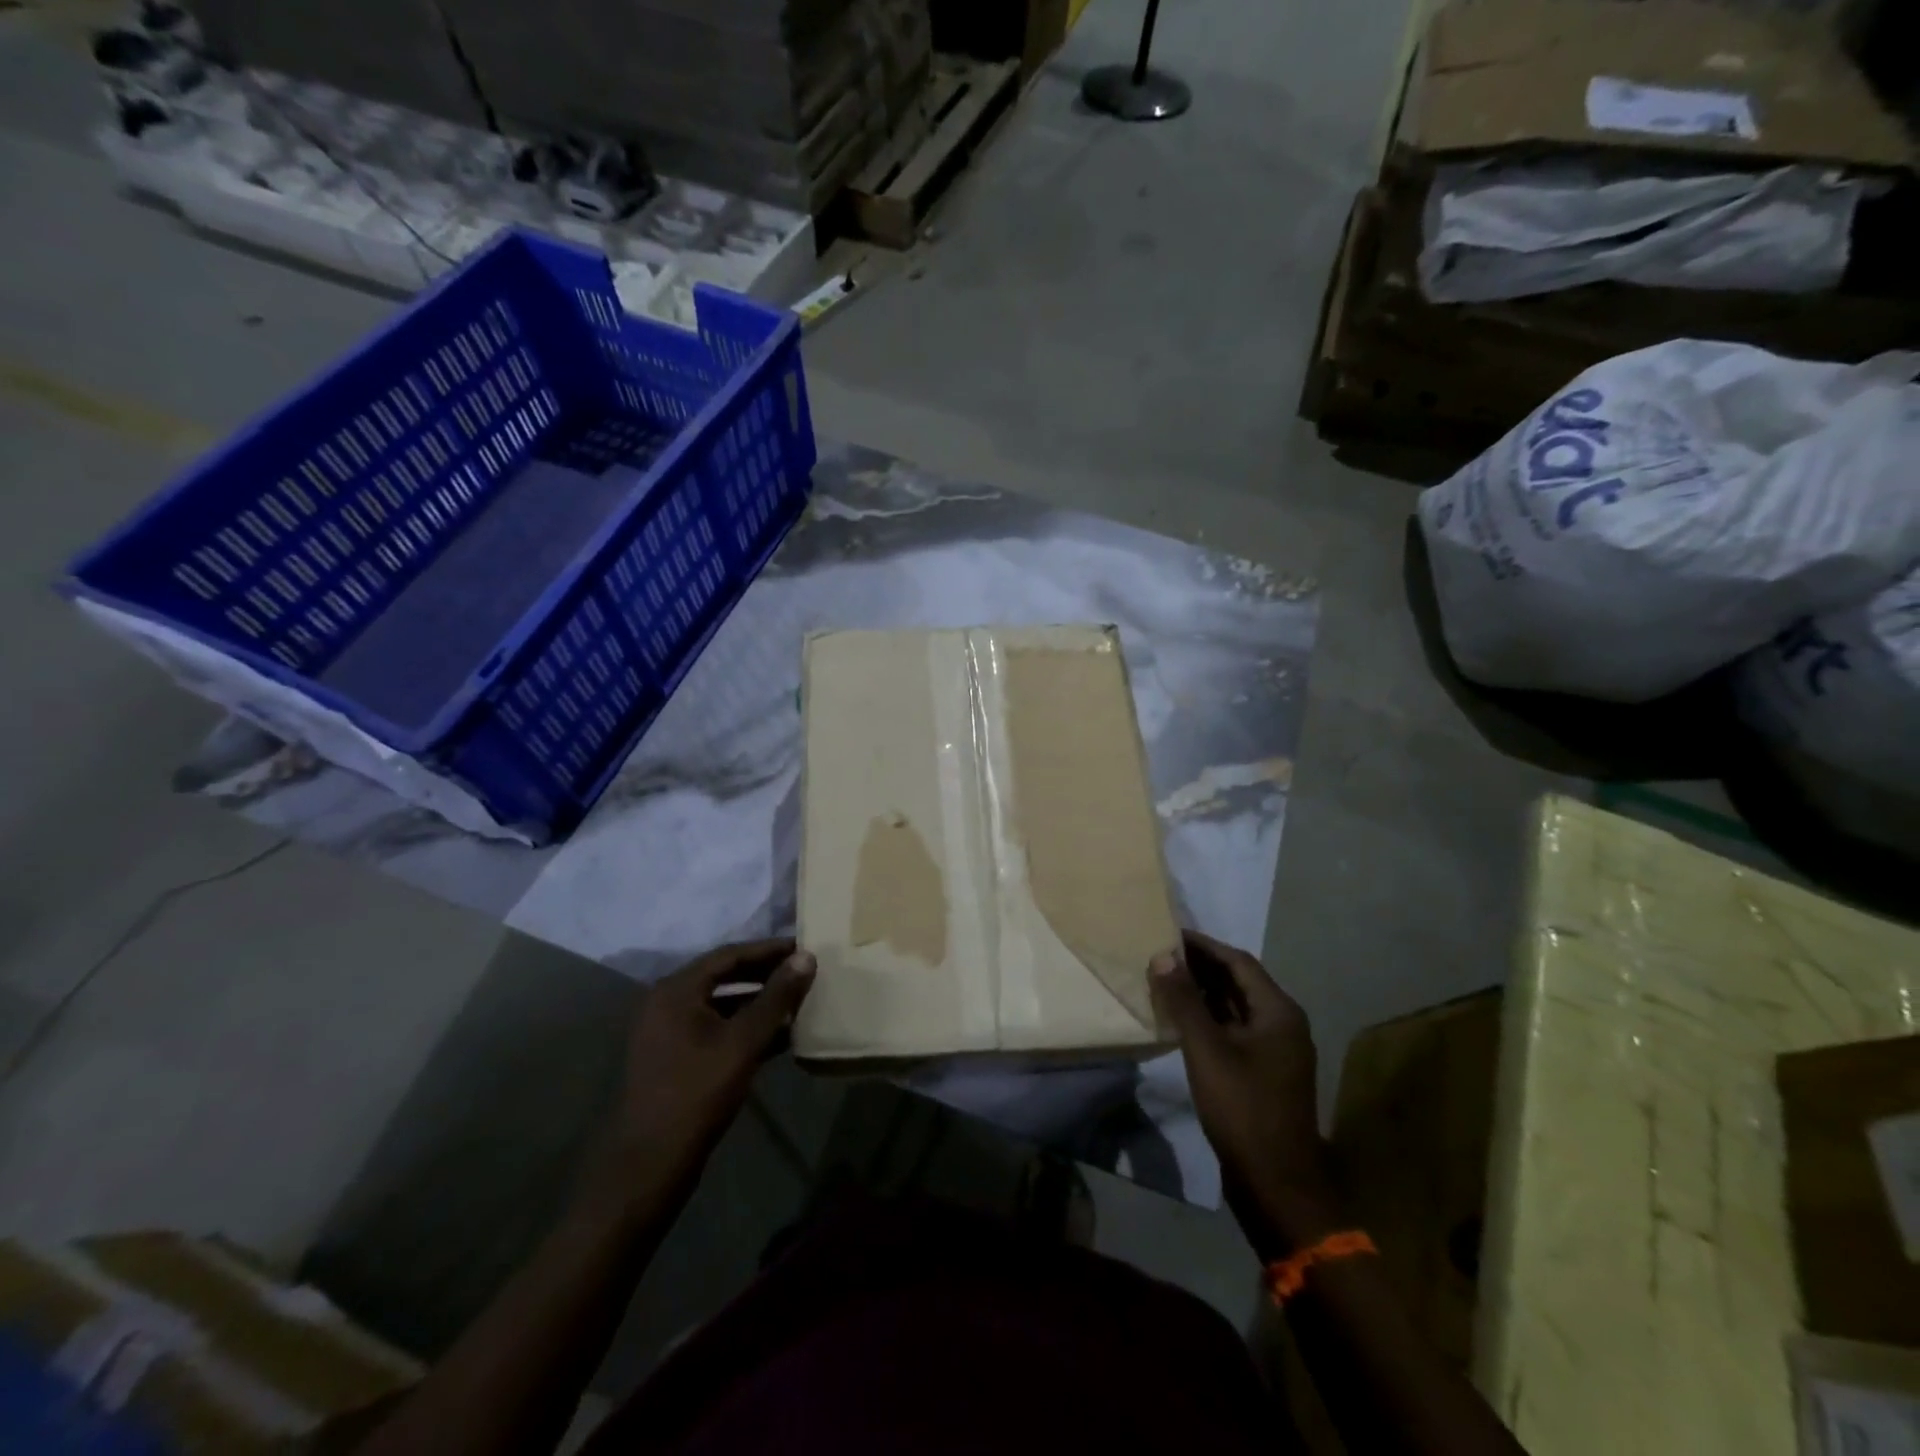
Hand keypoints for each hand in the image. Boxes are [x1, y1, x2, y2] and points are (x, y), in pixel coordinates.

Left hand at [589, 939, 815, 1209]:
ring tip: (798, 1002)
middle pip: (724, 976)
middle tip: (804, 971)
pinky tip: (779, 1037)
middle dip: (765, 975)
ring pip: (722, 1004)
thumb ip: (777, 997)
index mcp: (676, 990)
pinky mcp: (675, 1058)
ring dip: (758, 1003)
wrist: (649, 1164)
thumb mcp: (744, 1041)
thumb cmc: (697, 1093)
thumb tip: (807, 957)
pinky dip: (745, 1027)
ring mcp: (668, 1032)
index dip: (769, 949)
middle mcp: (667, 1003)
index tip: (803, 947)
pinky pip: (716, 1028)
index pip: (730, 955)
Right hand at [1150, 931, 1337, 1251]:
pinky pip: (1234, 1030)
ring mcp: (1275, 1051)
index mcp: (1278, 1012)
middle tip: (1161, 954)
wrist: (1276, 1183)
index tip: (1169, 933)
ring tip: (1165, 981)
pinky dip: (1209, 1019)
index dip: (1203, 945)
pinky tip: (1181, 1021)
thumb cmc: (1243, 1108)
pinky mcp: (1264, 1072)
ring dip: (1203, 993)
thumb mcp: (1207, 1050)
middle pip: (1239, 982)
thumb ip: (1184, 1001)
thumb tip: (1163, 956)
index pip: (1238, 962)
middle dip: (1201, 967)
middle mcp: (1283, 1024)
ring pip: (1235, 1007)